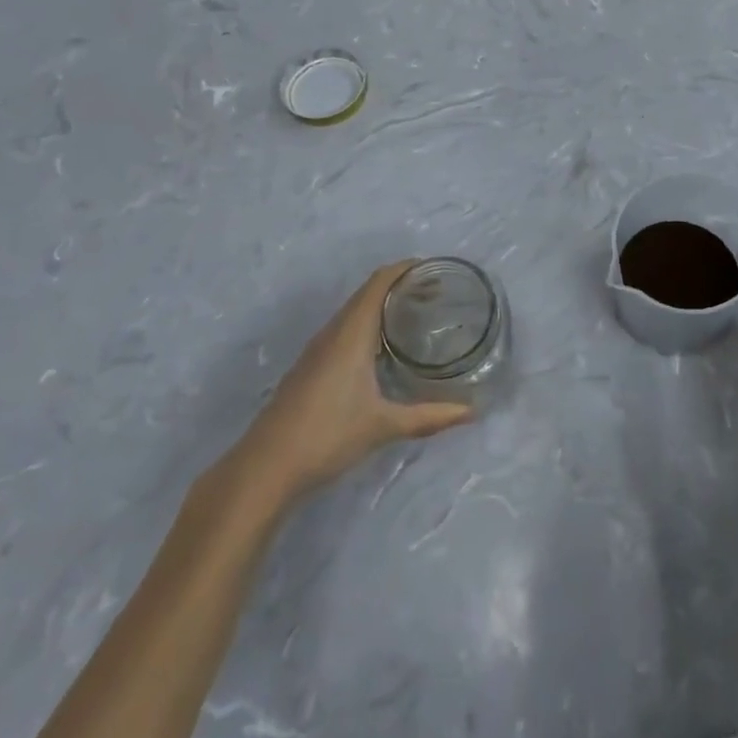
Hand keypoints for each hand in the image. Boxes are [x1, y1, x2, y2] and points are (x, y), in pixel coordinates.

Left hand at [233, 262, 474, 506]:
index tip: (435, 270)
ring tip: (414, 316)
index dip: (406, 269)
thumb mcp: (383, 426)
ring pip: (354, 312)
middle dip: (400, 286)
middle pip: (368, 293)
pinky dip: (368, 325)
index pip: (379, 282)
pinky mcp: (309, 367)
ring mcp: (317, 350)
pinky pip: (344, 330)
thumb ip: (429, 417)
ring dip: (383, 305)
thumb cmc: (327, 435)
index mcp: (351, 333)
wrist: (265, 468)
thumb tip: (472, 412)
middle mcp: (333, 333)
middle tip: (435, 294)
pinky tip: (382, 350)